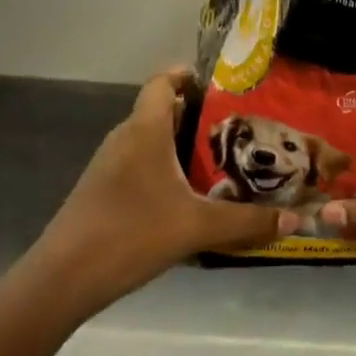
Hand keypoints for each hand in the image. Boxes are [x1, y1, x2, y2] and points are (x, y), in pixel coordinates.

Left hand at [33, 68, 297, 313]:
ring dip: (178, 145)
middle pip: (160, 111)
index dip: (186, 76)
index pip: (162, 82)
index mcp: (145, 130)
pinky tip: (184, 198)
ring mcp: (108, 166)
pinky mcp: (101, 191)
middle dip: (195, 116)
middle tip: (234, 130)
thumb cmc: (130, 234)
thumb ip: (246, 222)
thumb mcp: (196, 228)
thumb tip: (292, 219)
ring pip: (149, 141)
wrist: (63, 279)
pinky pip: (138, 165)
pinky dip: (162, 169)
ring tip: (217, 162)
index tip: (217, 85)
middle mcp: (124, 138)